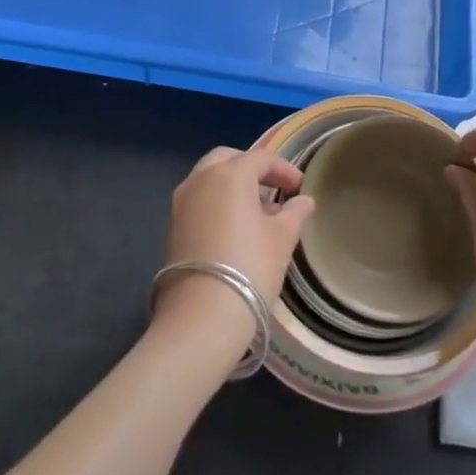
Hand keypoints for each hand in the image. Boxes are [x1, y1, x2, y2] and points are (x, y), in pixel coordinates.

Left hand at [155, 146, 313, 351]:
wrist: (201, 316)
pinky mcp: (172, 226)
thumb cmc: (250, 267)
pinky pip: (199, 200)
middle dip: (252, 169)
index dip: (284, 170)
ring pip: (209, 179)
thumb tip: (303, 201)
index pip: (261, 158)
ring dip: (233, 186)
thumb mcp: (282, 238)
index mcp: (230, 173)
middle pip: (229, 160)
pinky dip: (217, 203)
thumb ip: (294, 213)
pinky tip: (234, 229)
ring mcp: (181, 202)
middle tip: (274, 189)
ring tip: (257, 213)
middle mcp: (200, 178)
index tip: (300, 187)